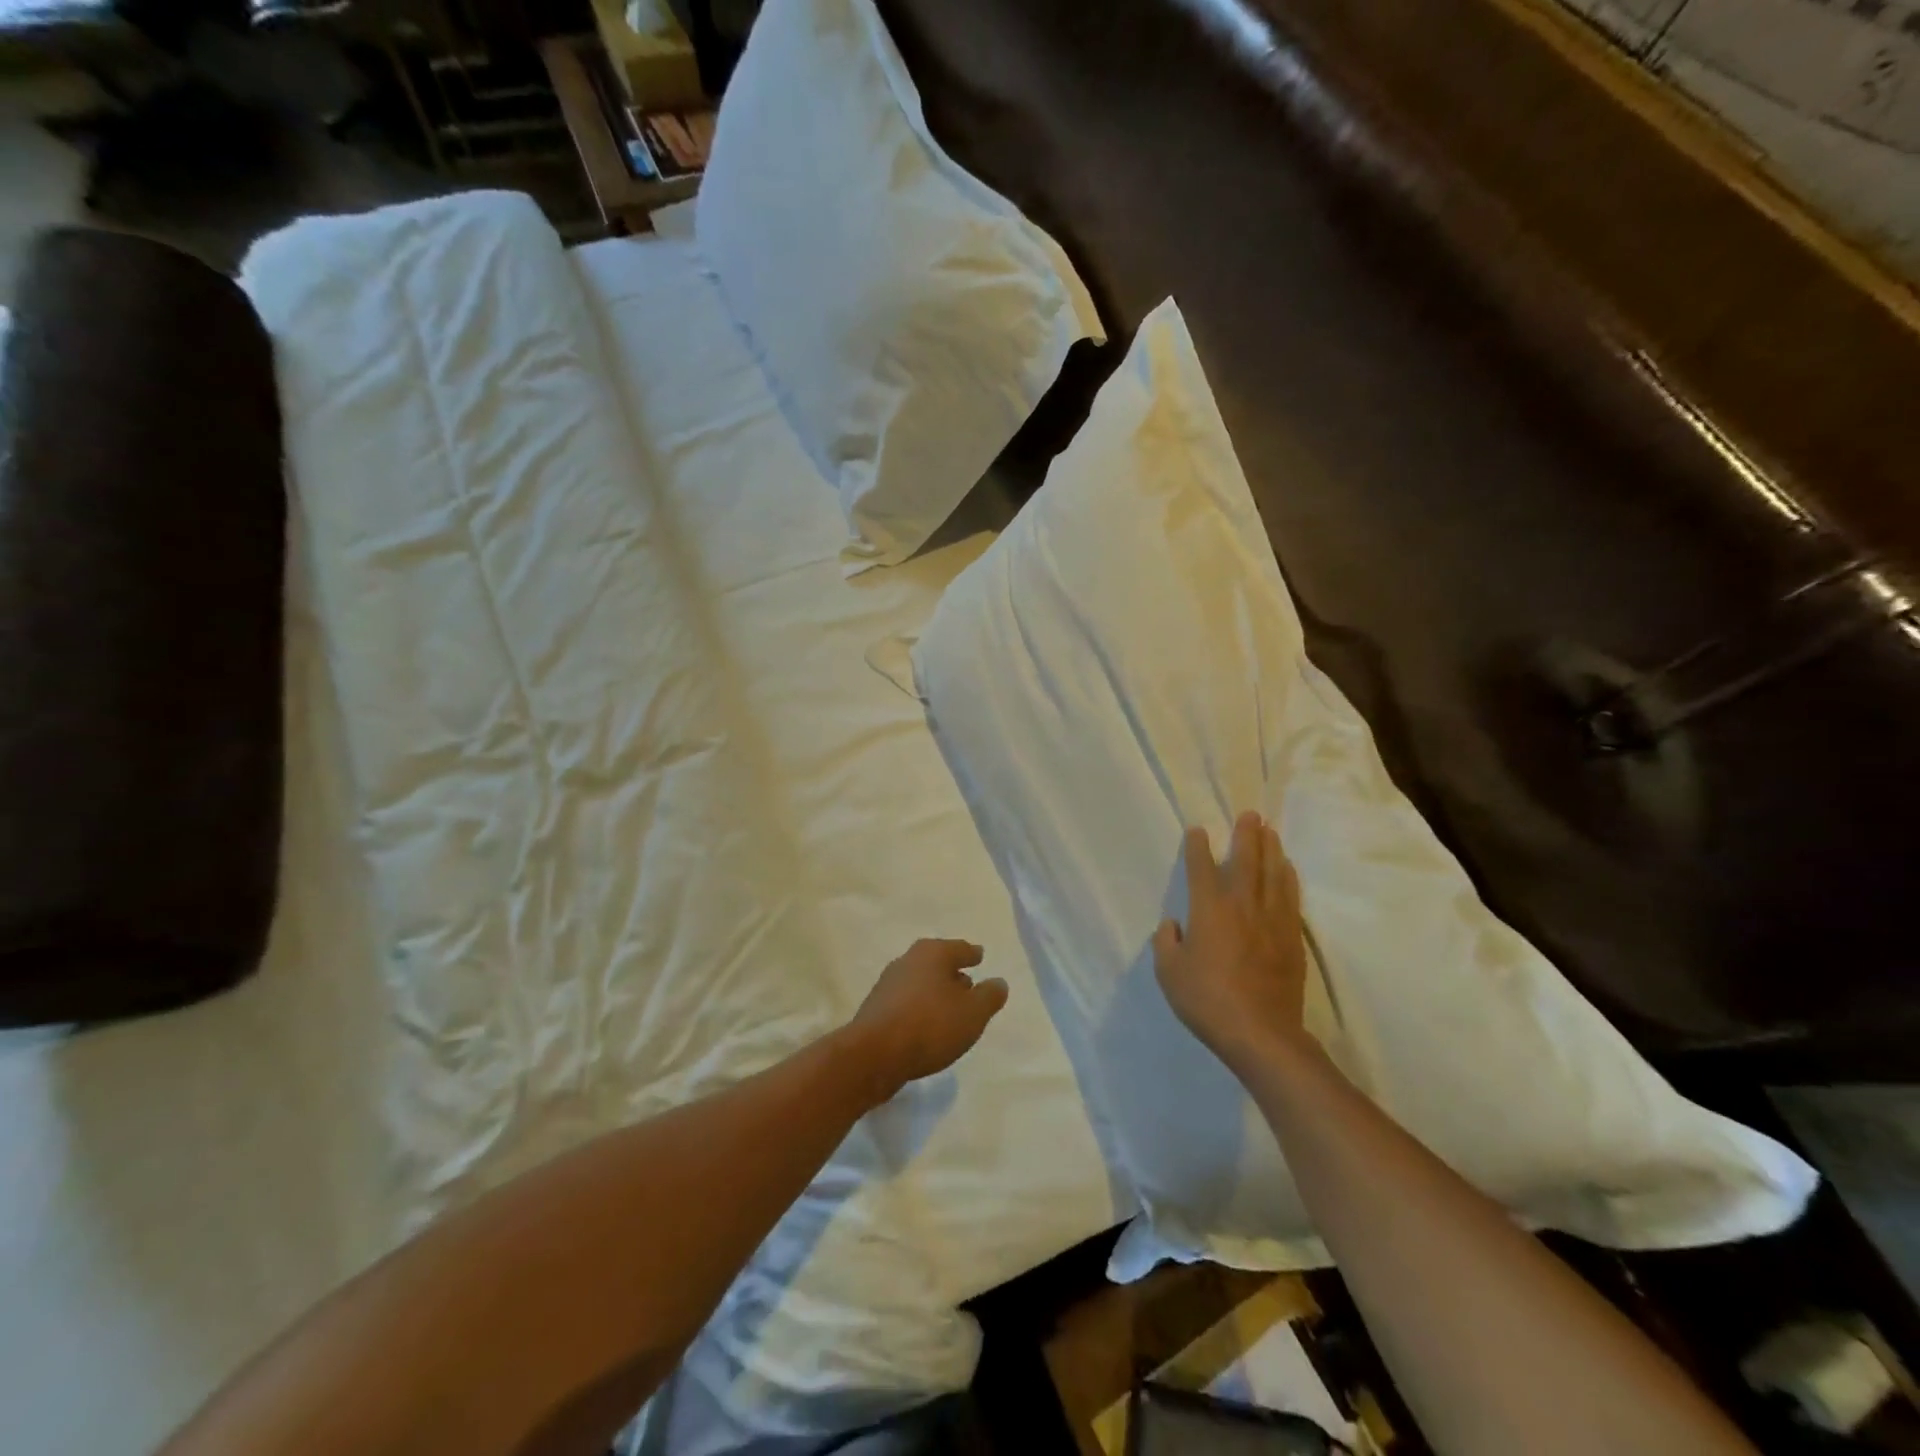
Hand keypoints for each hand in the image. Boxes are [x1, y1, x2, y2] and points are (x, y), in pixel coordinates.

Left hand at [846, 939, 1008, 1101]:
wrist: (874, 1055)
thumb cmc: (930, 1025)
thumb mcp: (973, 1013)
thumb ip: (989, 996)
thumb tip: (998, 982)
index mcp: (933, 953)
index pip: (960, 949)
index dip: (972, 954)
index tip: (979, 956)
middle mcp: (908, 960)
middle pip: (937, 963)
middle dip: (952, 973)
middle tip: (968, 985)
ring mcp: (888, 984)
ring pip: (920, 983)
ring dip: (935, 994)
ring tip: (950, 1011)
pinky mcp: (876, 1009)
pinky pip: (907, 1004)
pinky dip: (919, 1009)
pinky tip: (927, 1027)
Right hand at [1153, 811, 1309, 1072]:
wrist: (1261, 1033)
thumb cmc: (1207, 1000)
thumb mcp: (1169, 973)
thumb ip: (1167, 943)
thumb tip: (1173, 926)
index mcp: (1209, 910)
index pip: (1201, 868)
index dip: (1198, 847)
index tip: (1197, 830)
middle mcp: (1242, 905)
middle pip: (1247, 860)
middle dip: (1246, 835)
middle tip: (1250, 815)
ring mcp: (1272, 920)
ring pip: (1273, 873)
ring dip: (1271, 849)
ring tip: (1270, 831)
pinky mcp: (1291, 937)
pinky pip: (1290, 897)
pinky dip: (1288, 877)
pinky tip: (1288, 869)